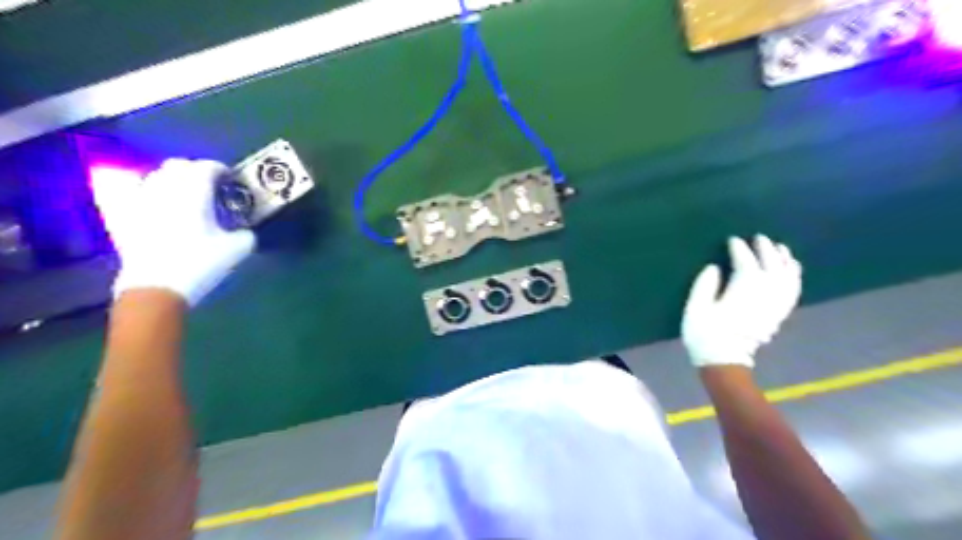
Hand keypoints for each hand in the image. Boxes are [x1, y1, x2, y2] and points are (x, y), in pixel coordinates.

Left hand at [93, 159, 254, 305]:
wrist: (158, 287)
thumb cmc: (201, 264)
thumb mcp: (238, 249)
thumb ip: (246, 233)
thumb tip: (245, 230)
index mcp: (194, 193)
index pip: (207, 167)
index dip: (221, 170)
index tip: (230, 180)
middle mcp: (164, 188)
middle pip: (178, 165)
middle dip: (195, 171)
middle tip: (209, 186)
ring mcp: (138, 199)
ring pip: (153, 174)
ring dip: (169, 178)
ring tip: (180, 191)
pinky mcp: (120, 215)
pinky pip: (117, 186)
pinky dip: (131, 183)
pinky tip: (141, 191)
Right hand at [683, 234, 806, 367]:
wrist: (724, 361)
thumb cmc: (705, 333)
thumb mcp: (696, 307)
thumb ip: (704, 284)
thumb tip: (714, 267)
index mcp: (744, 287)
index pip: (746, 261)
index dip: (739, 248)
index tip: (732, 240)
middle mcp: (766, 292)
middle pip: (771, 264)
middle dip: (765, 249)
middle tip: (757, 238)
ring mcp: (775, 303)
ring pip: (787, 275)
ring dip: (784, 259)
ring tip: (779, 248)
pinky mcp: (779, 313)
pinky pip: (793, 290)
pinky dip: (795, 276)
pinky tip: (793, 270)